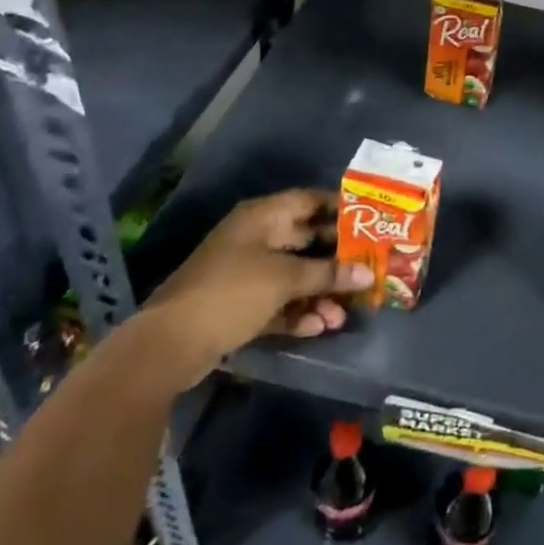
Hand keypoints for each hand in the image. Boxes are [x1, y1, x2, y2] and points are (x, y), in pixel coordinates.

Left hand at [138, 189, 372, 385]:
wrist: (170, 344)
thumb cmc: (231, 292)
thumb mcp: (284, 278)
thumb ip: (328, 274)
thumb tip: (367, 274)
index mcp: (262, 217)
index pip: (309, 201)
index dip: (340, 207)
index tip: (372, 220)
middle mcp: (256, 238)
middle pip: (306, 240)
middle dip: (337, 258)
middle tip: (370, 269)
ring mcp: (247, 272)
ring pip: (295, 275)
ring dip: (320, 292)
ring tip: (345, 313)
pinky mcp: (241, 305)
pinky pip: (279, 301)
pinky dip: (298, 312)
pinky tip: (320, 327)